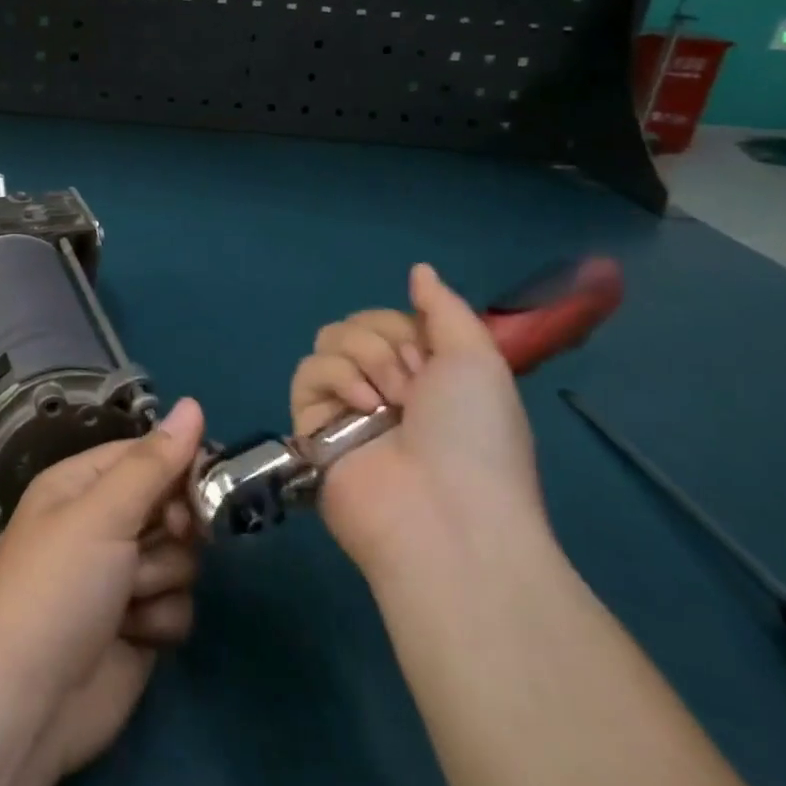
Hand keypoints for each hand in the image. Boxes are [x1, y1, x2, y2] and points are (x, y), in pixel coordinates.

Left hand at [0, 398, 205, 782]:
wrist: (27, 703)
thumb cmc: (57, 587)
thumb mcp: (102, 513)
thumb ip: (153, 462)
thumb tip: (193, 403)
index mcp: (82, 484)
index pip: (146, 454)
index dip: (179, 464)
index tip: (206, 481)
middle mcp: (103, 523)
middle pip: (170, 504)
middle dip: (174, 527)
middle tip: (166, 536)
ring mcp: (121, 576)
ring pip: (182, 557)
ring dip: (162, 578)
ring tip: (129, 598)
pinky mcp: (140, 626)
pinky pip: (178, 604)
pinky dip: (161, 619)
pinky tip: (134, 633)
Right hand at [291, 265, 546, 577]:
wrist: (445, 515)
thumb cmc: (474, 436)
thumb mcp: (479, 360)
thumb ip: (444, 308)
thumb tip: (419, 269)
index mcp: (425, 375)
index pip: (392, 319)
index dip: (406, 328)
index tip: (428, 358)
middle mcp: (384, 387)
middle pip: (357, 324)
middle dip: (383, 343)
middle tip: (410, 386)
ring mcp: (346, 407)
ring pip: (329, 341)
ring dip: (362, 358)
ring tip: (385, 401)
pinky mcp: (312, 426)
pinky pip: (307, 372)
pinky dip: (333, 378)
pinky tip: (360, 405)